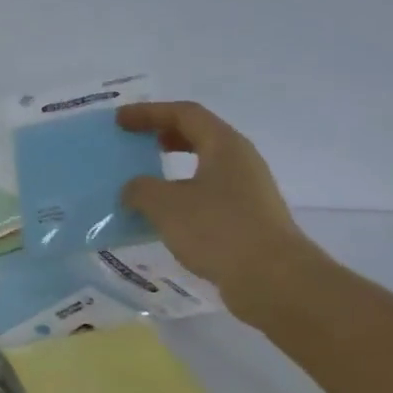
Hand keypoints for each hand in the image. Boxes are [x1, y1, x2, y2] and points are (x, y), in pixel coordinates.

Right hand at [116, 100, 316, 308]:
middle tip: (135, 142)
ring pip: (205, 167)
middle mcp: (240, 161)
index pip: (184, 113)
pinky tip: (164, 216)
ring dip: (172, 168)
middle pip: (199, 135)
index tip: (120, 120)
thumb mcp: (166, 205)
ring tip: (144, 180)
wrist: (273, 280)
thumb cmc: (218, 230)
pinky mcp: (247, 219)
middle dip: (164, 135)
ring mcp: (248, 191)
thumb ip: (140, 189)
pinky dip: (182, 195)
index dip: (149, 112)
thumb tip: (133, 189)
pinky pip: (208, 195)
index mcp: (224, 145)